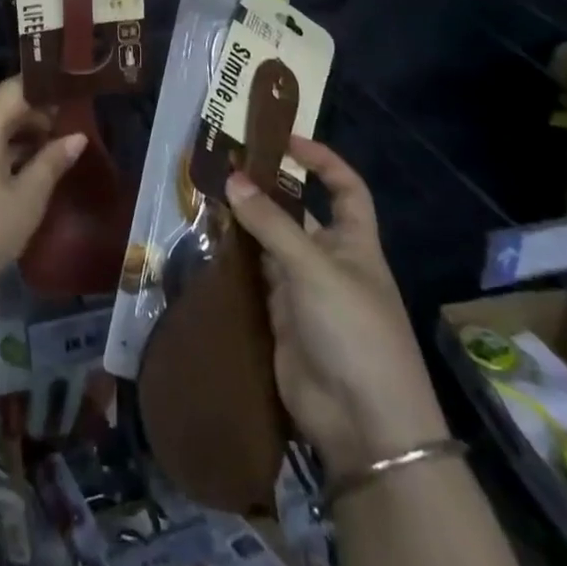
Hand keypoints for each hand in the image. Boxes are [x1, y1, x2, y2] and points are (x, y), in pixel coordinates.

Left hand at [0, 77, 83, 321]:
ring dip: (24, 134)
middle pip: (6, 104)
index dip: (49, 89)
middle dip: (41, 114)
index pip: (19, 86)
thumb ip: (52, 162)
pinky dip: (6, 149)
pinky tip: (30, 168)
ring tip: (61, 147)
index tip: (79, 96)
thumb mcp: (27, 200)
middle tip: (78, 126)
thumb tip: (76, 136)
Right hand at [225, 136, 449, 477]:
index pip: (346, 189)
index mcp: (354, 244)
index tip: (286, 141)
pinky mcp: (279, 319)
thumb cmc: (354, 332)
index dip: (322, 162)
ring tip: (203, 198)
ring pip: (269, 246)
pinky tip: (205, 245)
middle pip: (297, 215)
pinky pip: (253, 279)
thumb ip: (271, 225)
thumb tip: (233, 180)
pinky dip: (233, 263)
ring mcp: (303, 292)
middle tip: (222, 168)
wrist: (363, 424)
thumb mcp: (314, 270)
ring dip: (243, 226)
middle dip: (265, 193)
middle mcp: (329, 262)